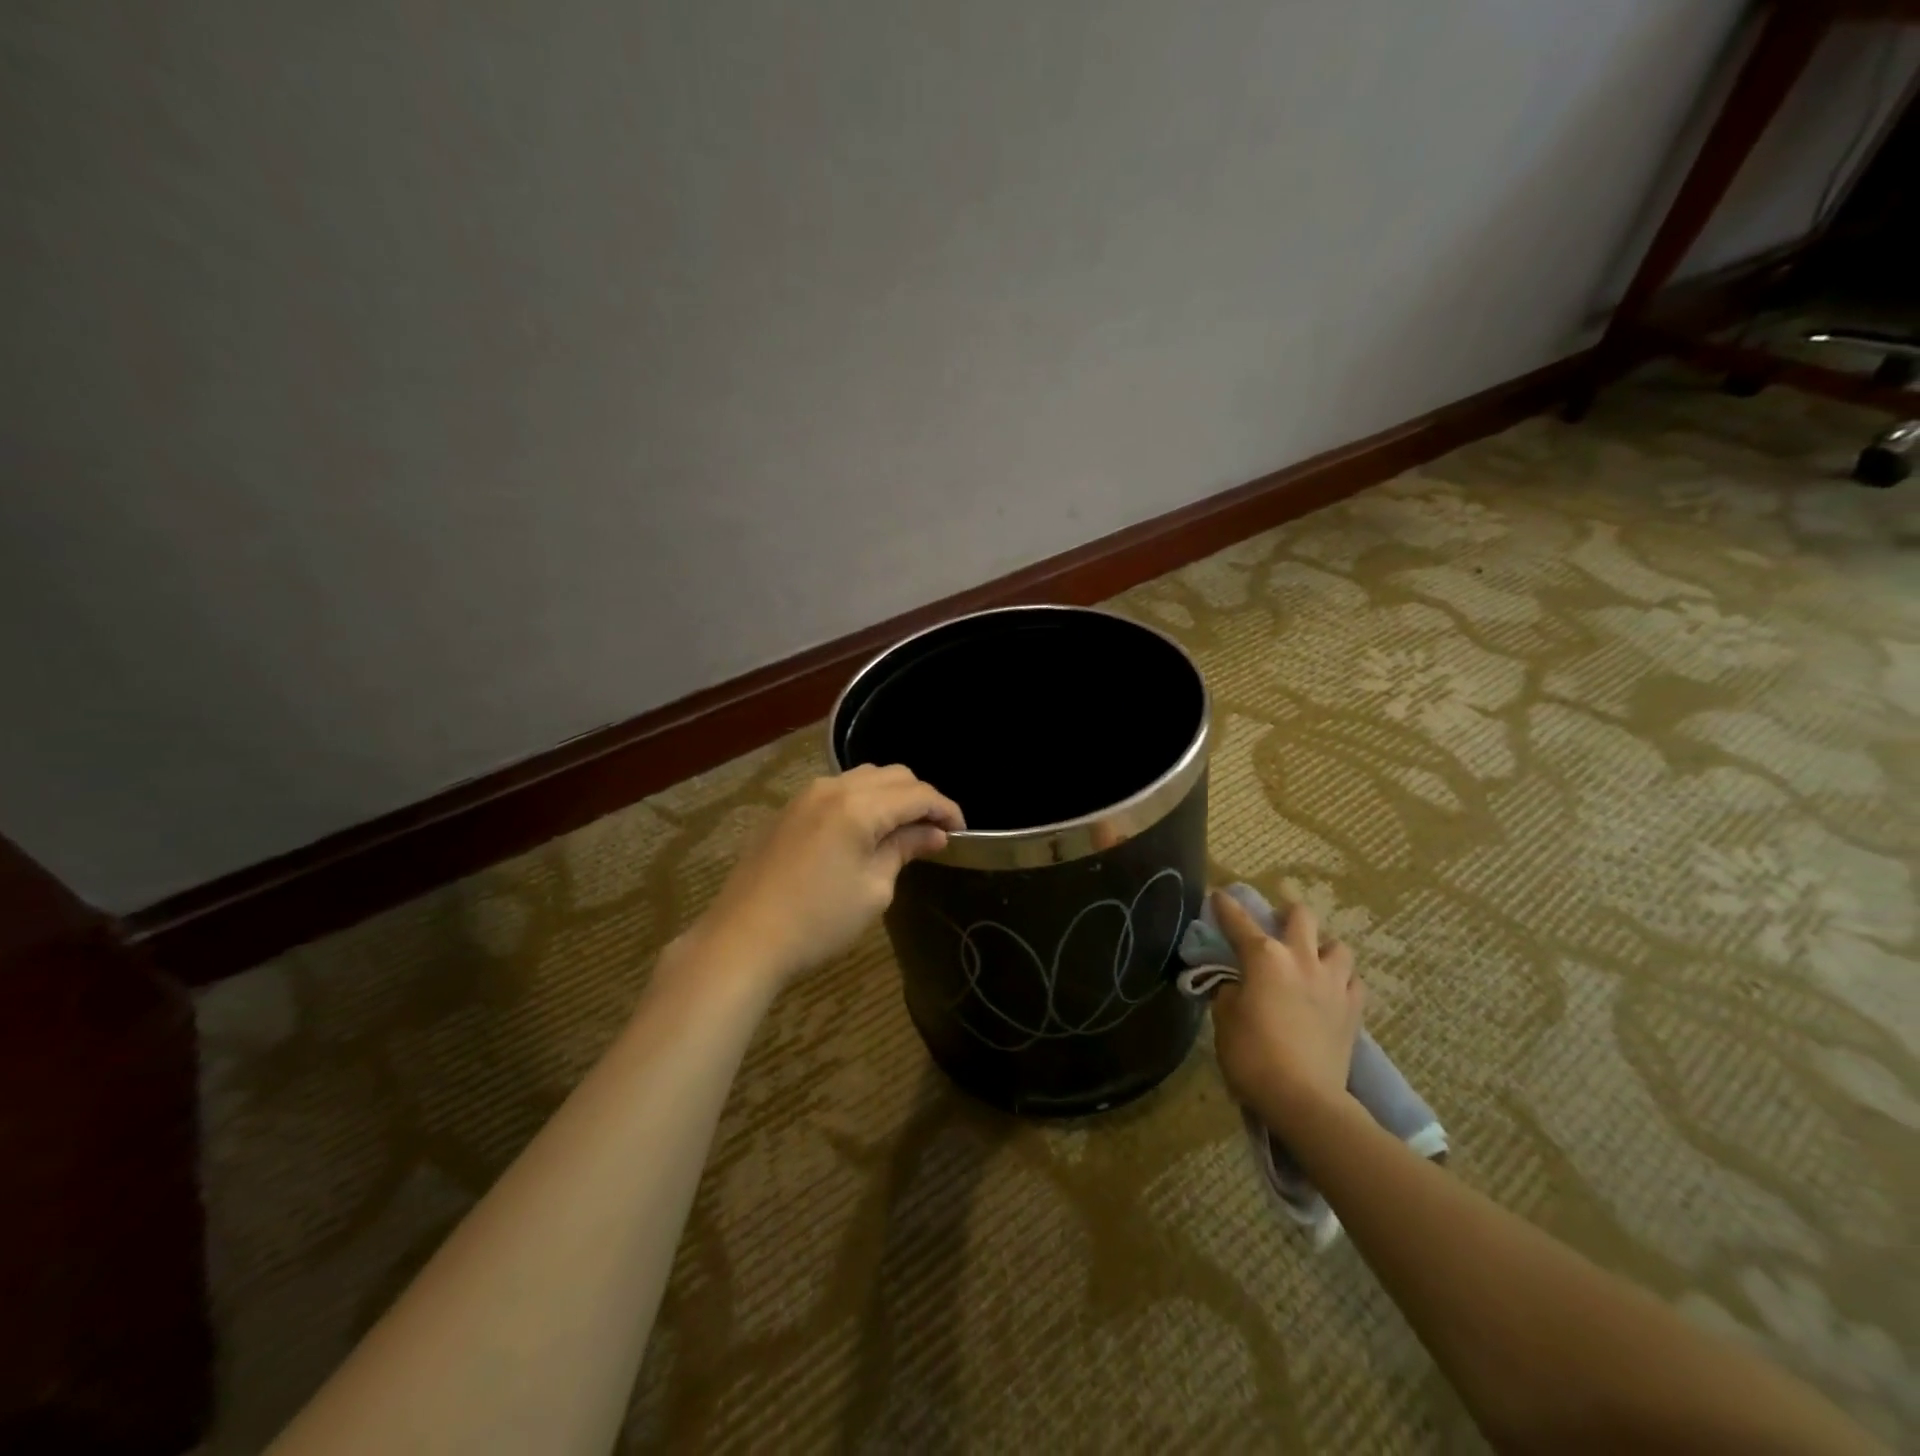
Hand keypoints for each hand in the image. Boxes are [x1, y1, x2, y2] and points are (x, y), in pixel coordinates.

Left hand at [688, 765, 963, 986]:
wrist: (743, 939)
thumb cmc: (817, 920)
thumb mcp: (873, 889)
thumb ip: (904, 849)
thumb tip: (933, 834)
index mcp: (859, 805)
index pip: (918, 794)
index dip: (946, 809)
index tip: (961, 832)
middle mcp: (833, 788)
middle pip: (893, 775)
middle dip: (920, 798)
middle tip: (934, 832)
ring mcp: (806, 795)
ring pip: (864, 778)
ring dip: (890, 796)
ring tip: (902, 830)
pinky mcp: (788, 810)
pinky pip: (838, 791)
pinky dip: (862, 801)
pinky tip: (865, 831)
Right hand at [1208, 892, 1364, 1129]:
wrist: (1306, 1099)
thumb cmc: (1253, 1055)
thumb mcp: (1224, 1020)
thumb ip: (1229, 993)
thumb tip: (1237, 986)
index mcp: (1264, 957)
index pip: (1239, 921)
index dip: (1226, 906)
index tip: (1219, 895)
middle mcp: (1301, 959)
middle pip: (1301, 916)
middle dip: (1286, 913)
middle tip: (1276, 924)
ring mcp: (1333, 983)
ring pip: (1337, 945)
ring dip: (1322, 946)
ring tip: (1311, 959)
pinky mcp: (1354, 1010)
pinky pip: (1354, 981)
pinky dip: (1342, 979)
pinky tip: (1332, 989)